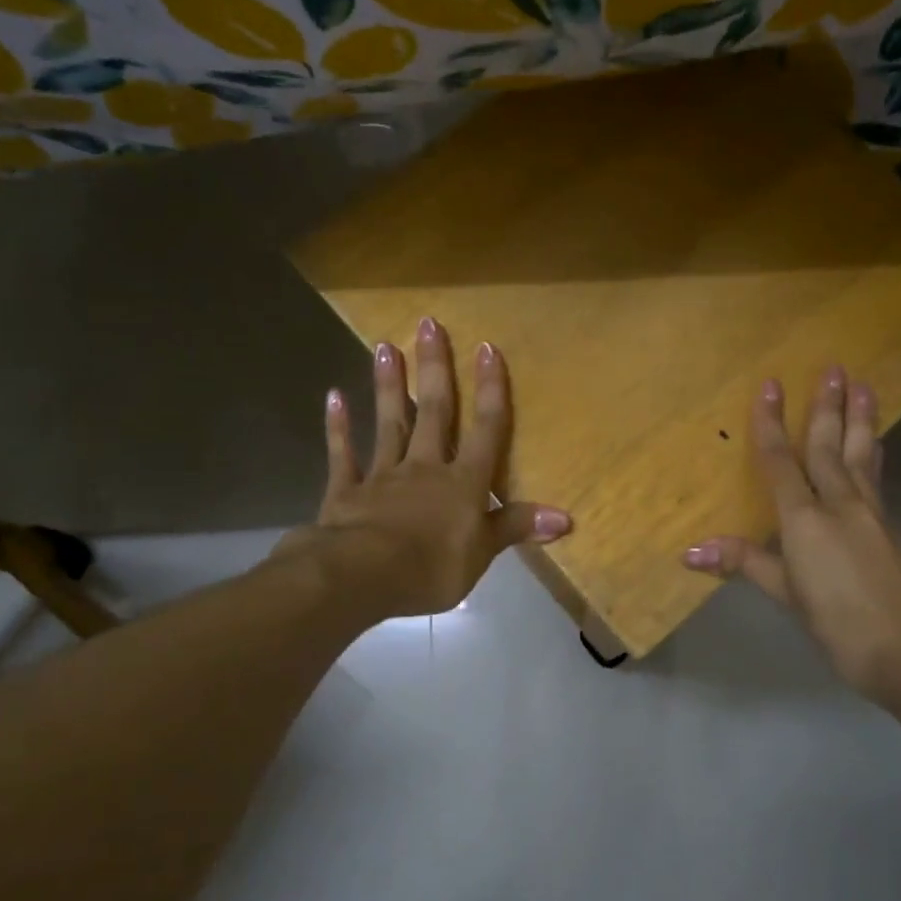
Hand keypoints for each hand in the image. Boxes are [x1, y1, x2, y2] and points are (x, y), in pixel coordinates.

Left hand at [285, 317, 570, 620]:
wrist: (362, 576)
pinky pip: (342, 455)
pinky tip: (334, 397)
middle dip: (436, 368)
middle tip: (428, 324)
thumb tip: (566, 518)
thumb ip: (516, 526)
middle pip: (434, 411)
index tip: (486, 348)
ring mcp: (383, 475)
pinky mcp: (346, 491)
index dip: (490, 390)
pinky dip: (338, 427)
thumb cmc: (431, 567)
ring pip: (390, 423)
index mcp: (463, 482)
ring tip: (386, 346)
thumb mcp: (483, 552)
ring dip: (390, 386)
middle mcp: (425, 467)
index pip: (485, 429)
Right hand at [683, 369, 900, 701]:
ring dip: (861, 419)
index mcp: (806, 519)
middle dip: (827, 407)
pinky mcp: (893, 529)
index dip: (771, 423)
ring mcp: (872, 514)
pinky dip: (872, 454)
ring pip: (862, 456)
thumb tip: (689, 550)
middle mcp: (840, 505)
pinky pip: (877, 478)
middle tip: (834, 368)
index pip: (781, 461)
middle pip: (829, 447)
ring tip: (866, 387)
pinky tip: (874, 449)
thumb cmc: (840, 625)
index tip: (771, 385)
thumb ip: (746, 563)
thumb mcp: (787, 596)